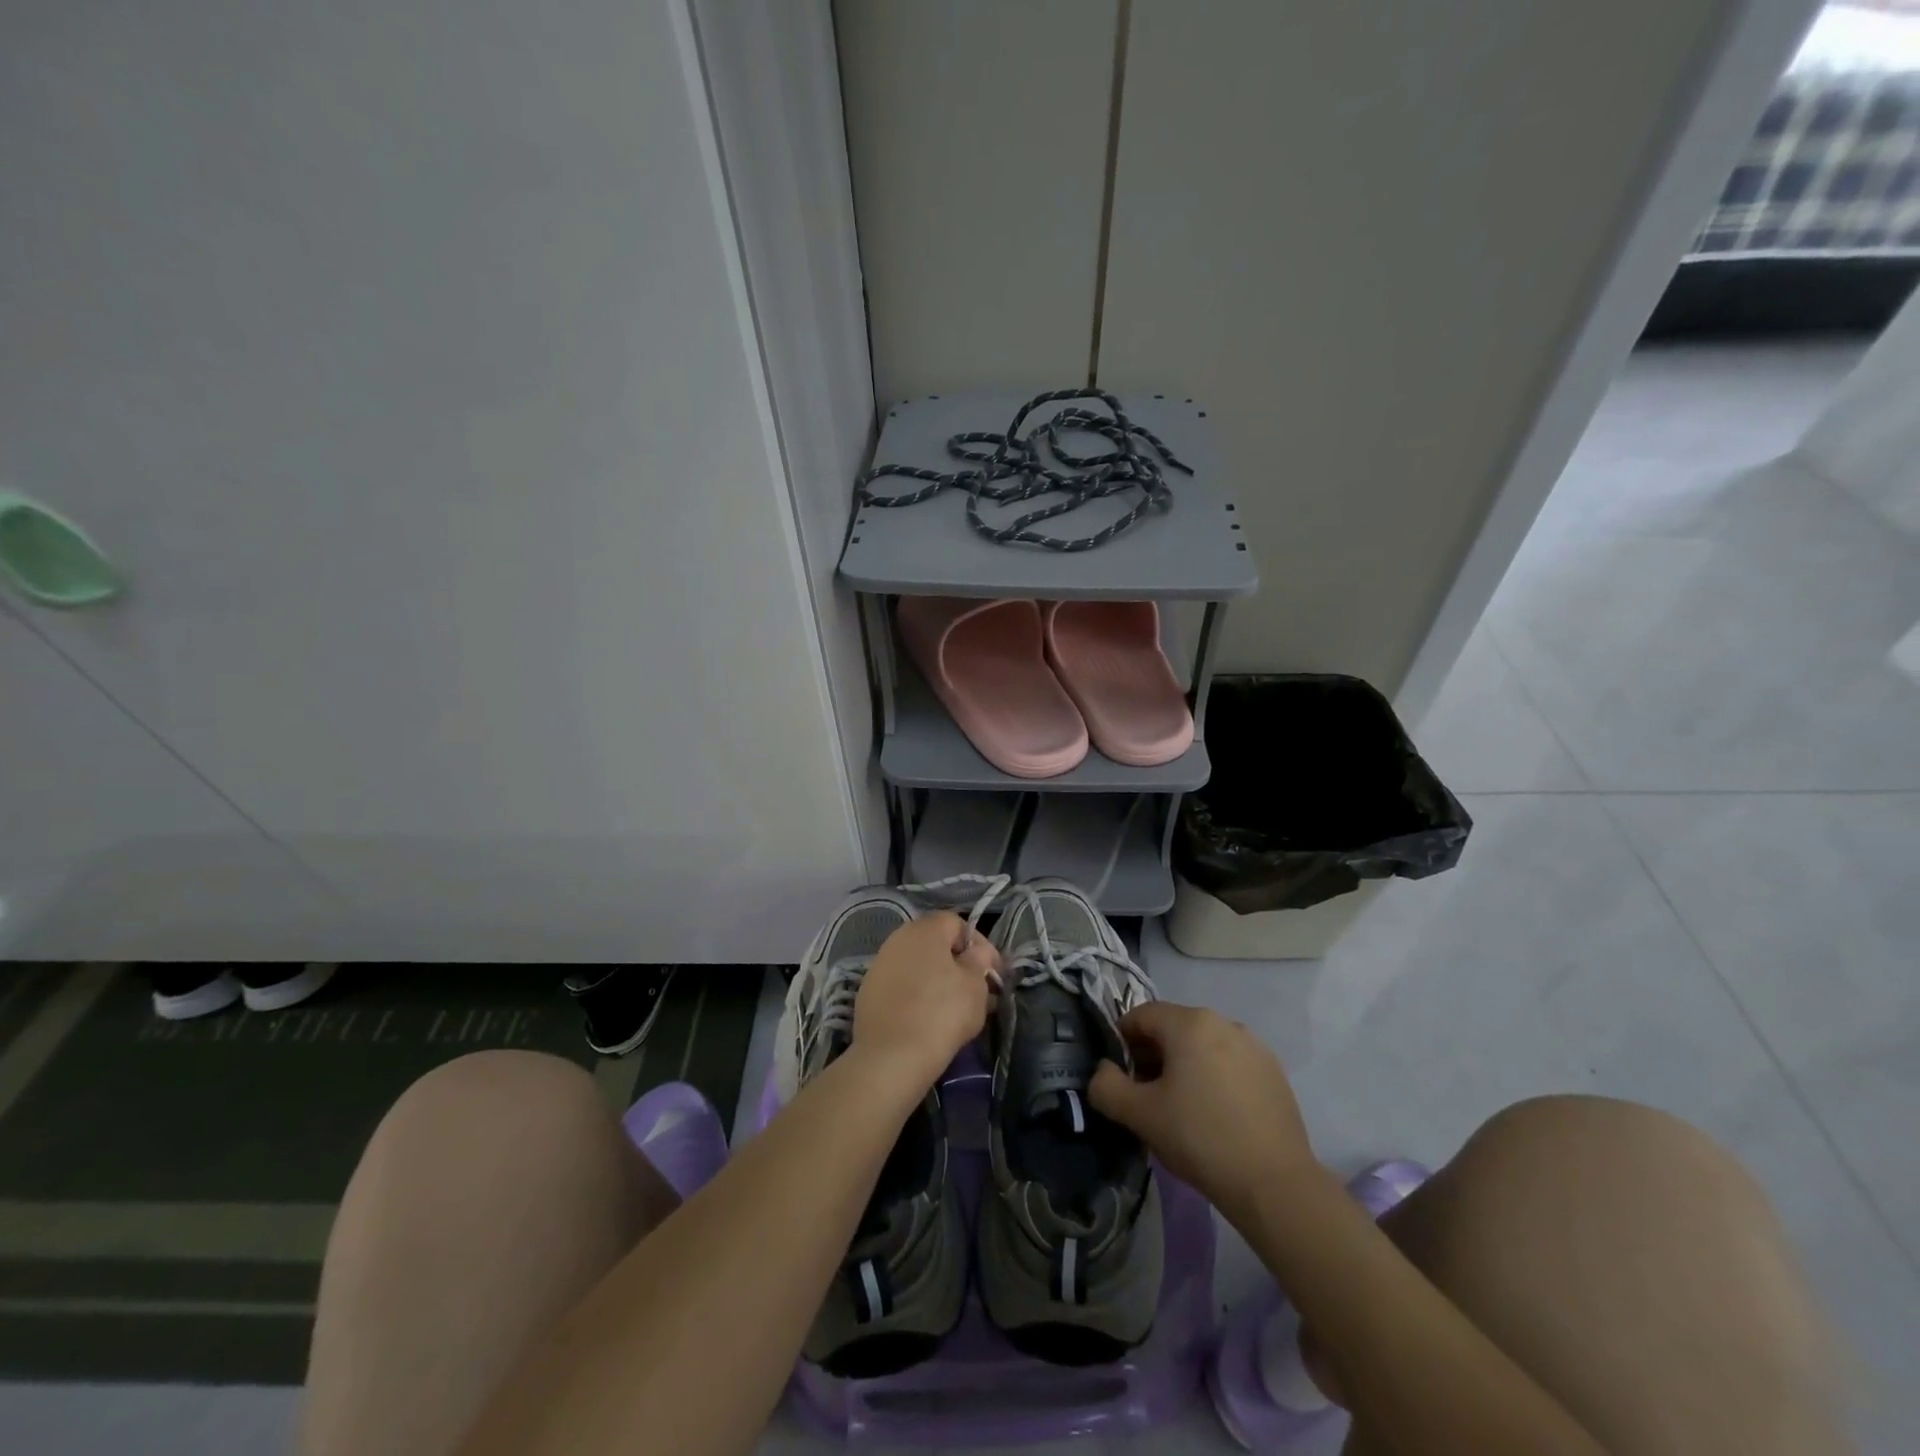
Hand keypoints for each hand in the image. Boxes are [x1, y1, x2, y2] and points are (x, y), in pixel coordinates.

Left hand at [851, 912, 999, 1093]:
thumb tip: (976, 952)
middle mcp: (898, 939)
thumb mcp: (974, 984)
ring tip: (957, 1008)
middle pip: (936, 944)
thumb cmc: (942, 1013)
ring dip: (939, 980)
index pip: (957, 923)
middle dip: (959, 964)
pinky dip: (918, 995)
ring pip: (918, 966)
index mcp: (924, 929)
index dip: (980, 944)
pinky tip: (930, 1019)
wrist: (891, 1057)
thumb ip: (979, 961)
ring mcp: (879, 965)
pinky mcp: (869, 993)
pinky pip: (902, 986)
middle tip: (978, 990)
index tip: (992, 972)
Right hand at [1089, 1001, 1319, 1223]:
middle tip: (1146, 1097)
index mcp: (1190, 1022)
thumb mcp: (1140, 1115)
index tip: (1119, 1078)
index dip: (1121, 1042)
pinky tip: (1215, 1117)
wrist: (1275, 1185)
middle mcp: (1224, 1022)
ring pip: (1203, 1046)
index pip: (1141, 1016)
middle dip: (1152, 1056)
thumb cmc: (1200, 1138)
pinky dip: (1214, 1079)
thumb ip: (1107, 1086)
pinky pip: (1230, 1064)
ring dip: (1184, 1067)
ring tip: (1181, 1110)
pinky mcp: (1274, 1073)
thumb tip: (1103, 1072)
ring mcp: (1254, 1046)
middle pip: (1173, 1029)